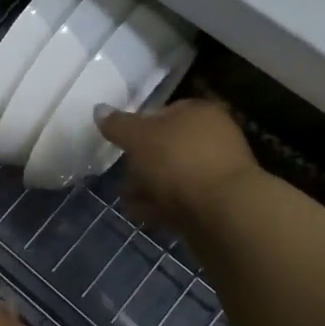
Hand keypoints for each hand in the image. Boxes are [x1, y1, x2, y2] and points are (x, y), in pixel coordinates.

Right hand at [96, 98, 262, 232]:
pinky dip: (162, 206)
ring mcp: (219, 173)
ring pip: (174, 176)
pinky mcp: (219, 204)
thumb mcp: (139, 138)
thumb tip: (99, 109)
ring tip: (127, 200)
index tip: (121, 145)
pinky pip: (183, 200)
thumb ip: (118, 125)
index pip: (164, 112)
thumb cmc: (179, 162)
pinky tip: (143, 215)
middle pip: (168, 147)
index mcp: (200, 113)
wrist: (225, 213)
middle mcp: (214, 138)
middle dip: (141, 163)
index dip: (138, 127)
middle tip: (122, 178)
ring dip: (149, 187)